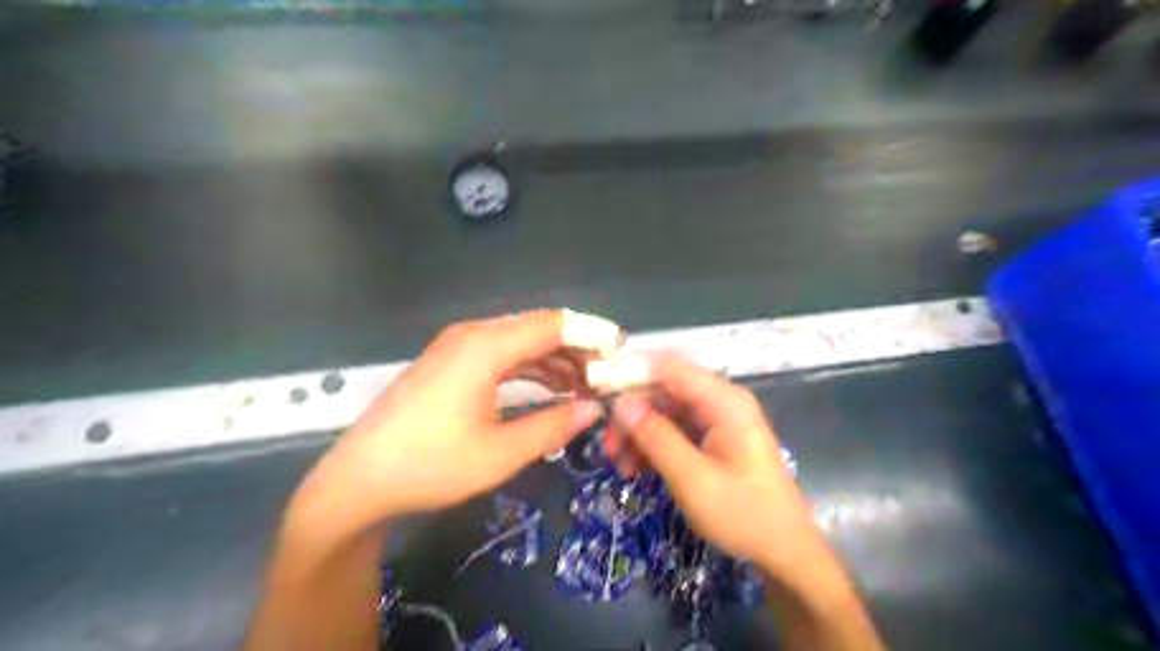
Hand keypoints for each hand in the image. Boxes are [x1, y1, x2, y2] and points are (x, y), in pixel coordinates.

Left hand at [297, 311, 602, 528]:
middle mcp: (472, 335)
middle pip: (538, 329)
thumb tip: (593, 410)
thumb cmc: (430, 466)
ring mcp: (458, 348)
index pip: (552, 325)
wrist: (358, 481)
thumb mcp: (499, 453)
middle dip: (577, 349)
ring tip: (586, 385)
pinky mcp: (450, 364)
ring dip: (555, 360)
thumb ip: (552, 426)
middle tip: (608, 375)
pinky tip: (550, 387)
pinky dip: (530, 368)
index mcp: (485, 347)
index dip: (590, 334)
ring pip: (520, 342)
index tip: (621, 349)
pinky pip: (502, 355)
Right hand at [608, 360, 823, 574]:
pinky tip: (636, 469)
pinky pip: (675, 430)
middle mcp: (720, 401)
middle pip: (664, 390)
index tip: (598, 393)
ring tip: (619, 466)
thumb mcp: (693, 479)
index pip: (668, 368)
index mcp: (724, 401)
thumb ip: (656, 437)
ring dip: (639, 434)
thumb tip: (621, 403)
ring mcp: (717, 420)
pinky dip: (654, 445)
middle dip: (633, 414)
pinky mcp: (713, 438)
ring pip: (665, 411)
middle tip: (608, 445)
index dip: (631, 374)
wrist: (785, 552)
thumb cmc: (744, 514)